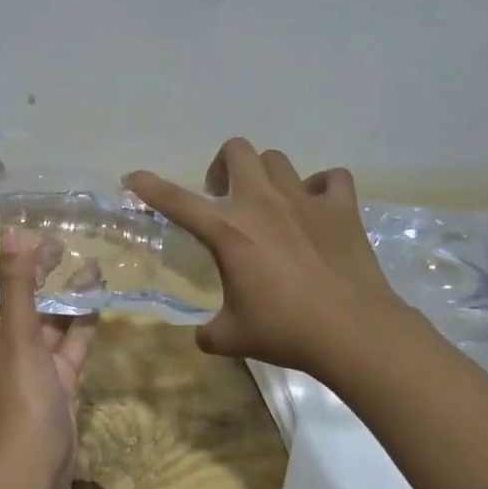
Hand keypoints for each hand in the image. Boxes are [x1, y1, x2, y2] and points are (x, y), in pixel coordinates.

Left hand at [0, 230, 97, 488]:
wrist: (38, 457)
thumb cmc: (19, 392)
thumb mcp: (18, 333)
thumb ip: (16, 285)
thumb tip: (10, 234)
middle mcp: (5, 342)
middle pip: (14, 297)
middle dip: (30, 270)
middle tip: (54, 242)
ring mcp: (34, 360)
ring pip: (49, 318)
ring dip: (65, 293)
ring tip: (87, 263)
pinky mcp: (60, 375)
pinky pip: (72, 340)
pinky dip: (83, 320)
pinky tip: (99, 296)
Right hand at [125, 137, 414, 371]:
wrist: (353, 332)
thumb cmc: (285, 331)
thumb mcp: (231, 337)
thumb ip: (208, 332)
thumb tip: (203, 335)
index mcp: (227, 232)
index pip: (176, 200)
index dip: (149, 186)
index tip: (133, 178)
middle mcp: (262, 203)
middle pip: (236, 151)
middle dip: (223, 167)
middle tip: (223, 198)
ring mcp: (304, 200)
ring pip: (278, 160)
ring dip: (266, 176)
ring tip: (269, 205)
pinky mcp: (342, 209)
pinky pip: (331, 178)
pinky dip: (321, 187)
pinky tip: (317, 209)